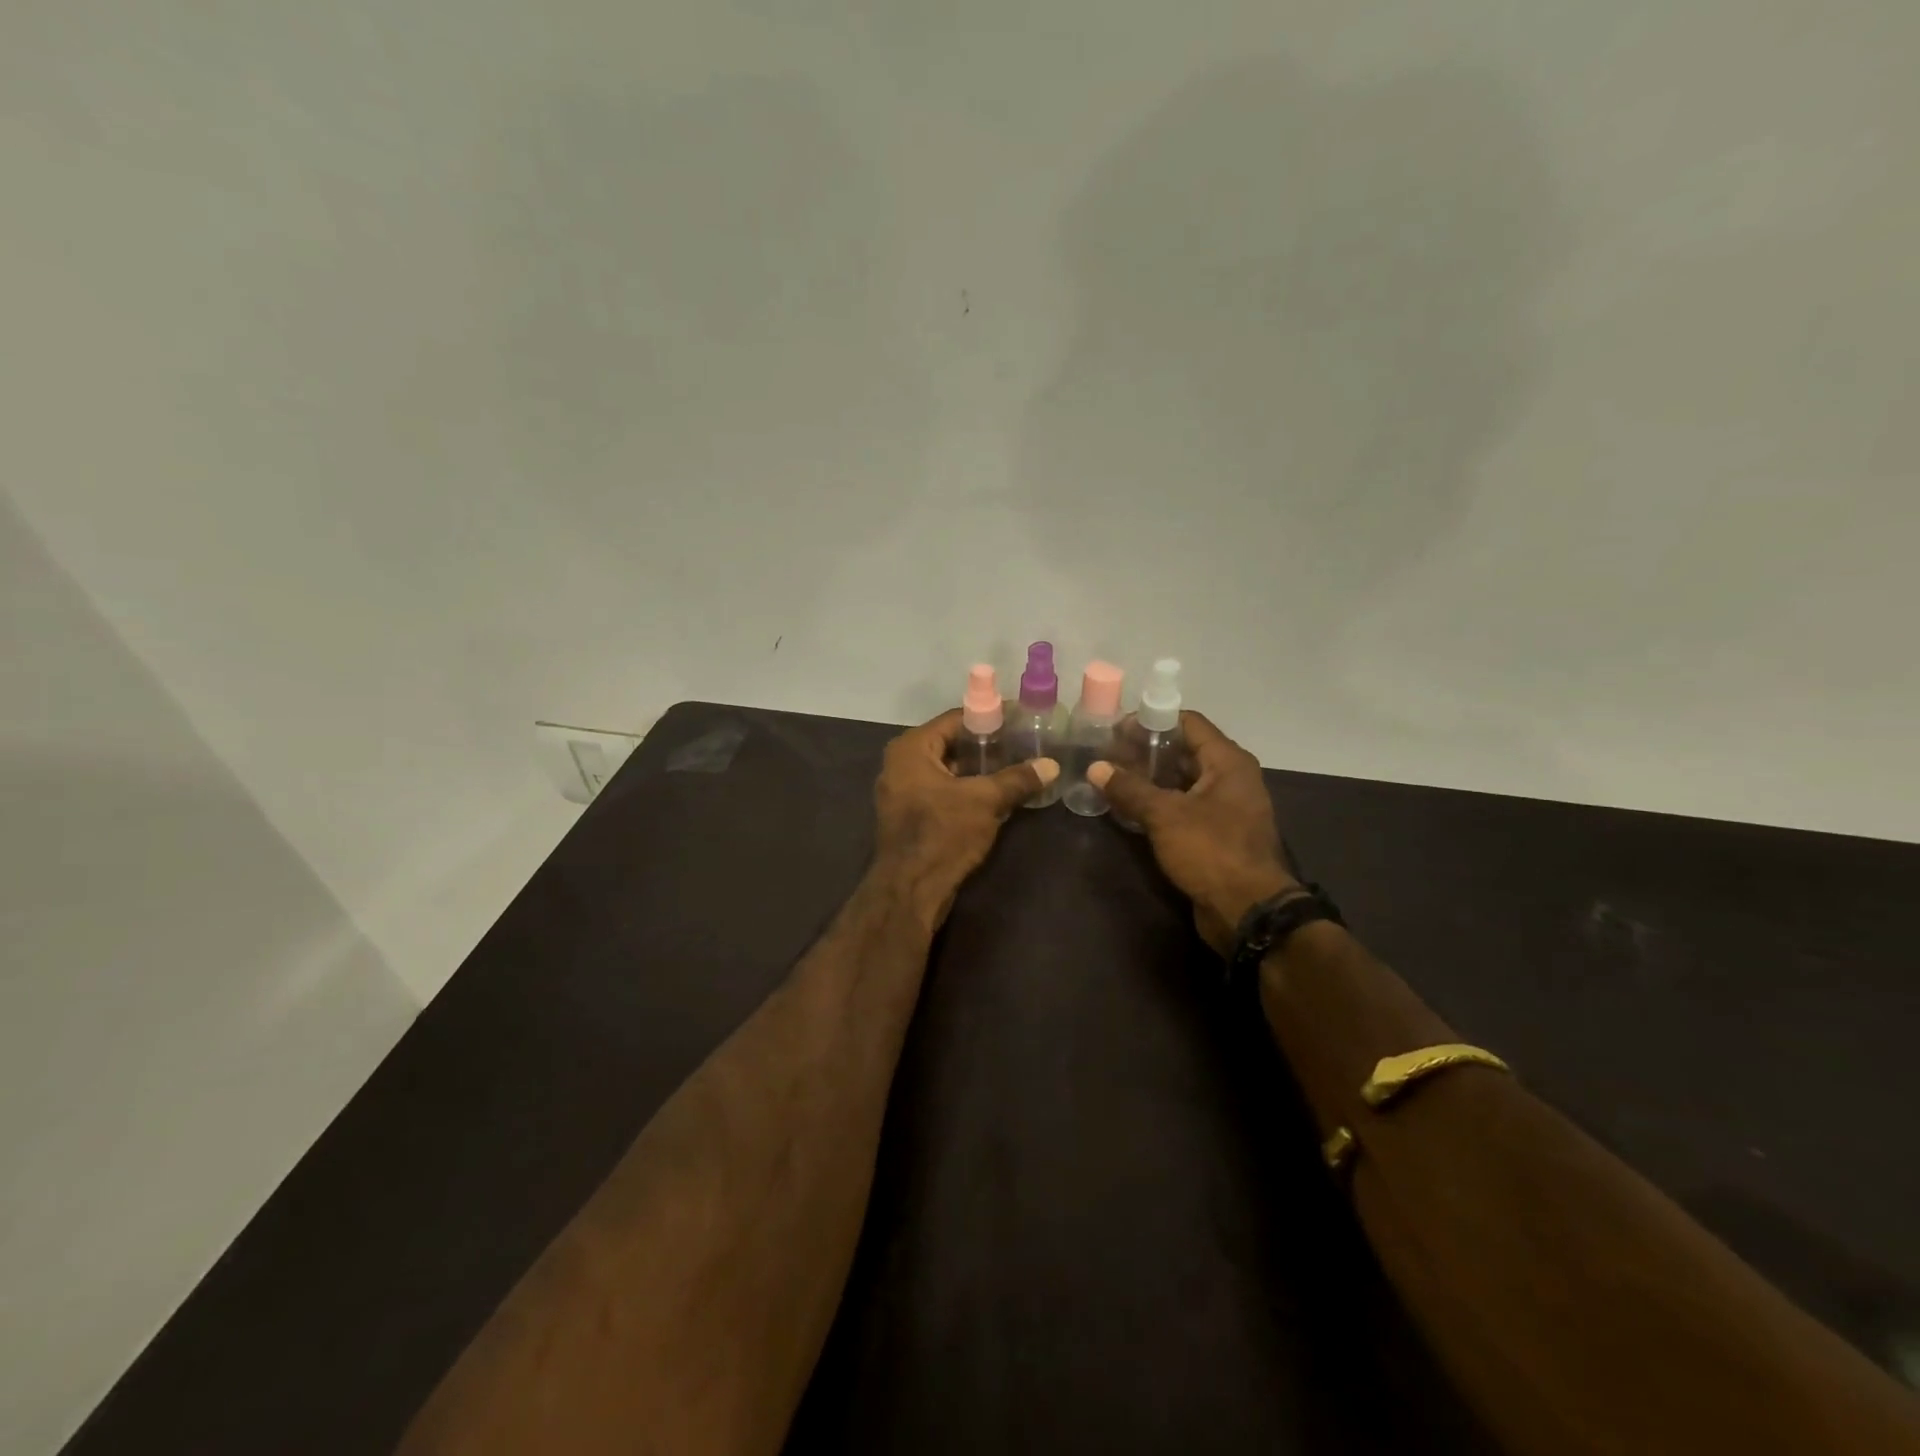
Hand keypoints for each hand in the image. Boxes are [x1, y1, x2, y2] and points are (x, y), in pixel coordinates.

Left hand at [873, 709, 1057, 927]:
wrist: (910, 889)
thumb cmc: (942, 833)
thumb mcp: (985, 801)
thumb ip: (1017, 779)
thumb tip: (1052, 765)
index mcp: (911, 748)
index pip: (956, 719)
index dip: (990, 717)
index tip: (1020, 718)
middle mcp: (902, 764)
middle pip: (952, 744)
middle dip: (987, 745)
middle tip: (1023, 742)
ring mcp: (904, 792)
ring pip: (949, 771)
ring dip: (980, 770)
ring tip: (1018, 766)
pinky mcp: (912, 817)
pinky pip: (944, 792)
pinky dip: (968, 790)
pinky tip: (999, 794)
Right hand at [1088, 711, 1297, 954]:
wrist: (1247, 911)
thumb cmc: (1211, 851)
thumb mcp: (1165, 815)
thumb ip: (1129, 788)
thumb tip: (1095, 768)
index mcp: (1228, 762)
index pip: (1188, 723)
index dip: (1152, 721)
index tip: (1117, 729)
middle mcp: (1231, 778)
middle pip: (1184, 751)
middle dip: (1145, 751)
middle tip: (1107, 755)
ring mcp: (1225, 807)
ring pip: (1182, 781)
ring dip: (1149, 779)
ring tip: (1112, 779)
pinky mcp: (1216, 834)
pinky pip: (1183, 807)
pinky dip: (1158, 804)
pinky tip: (1128, 809)